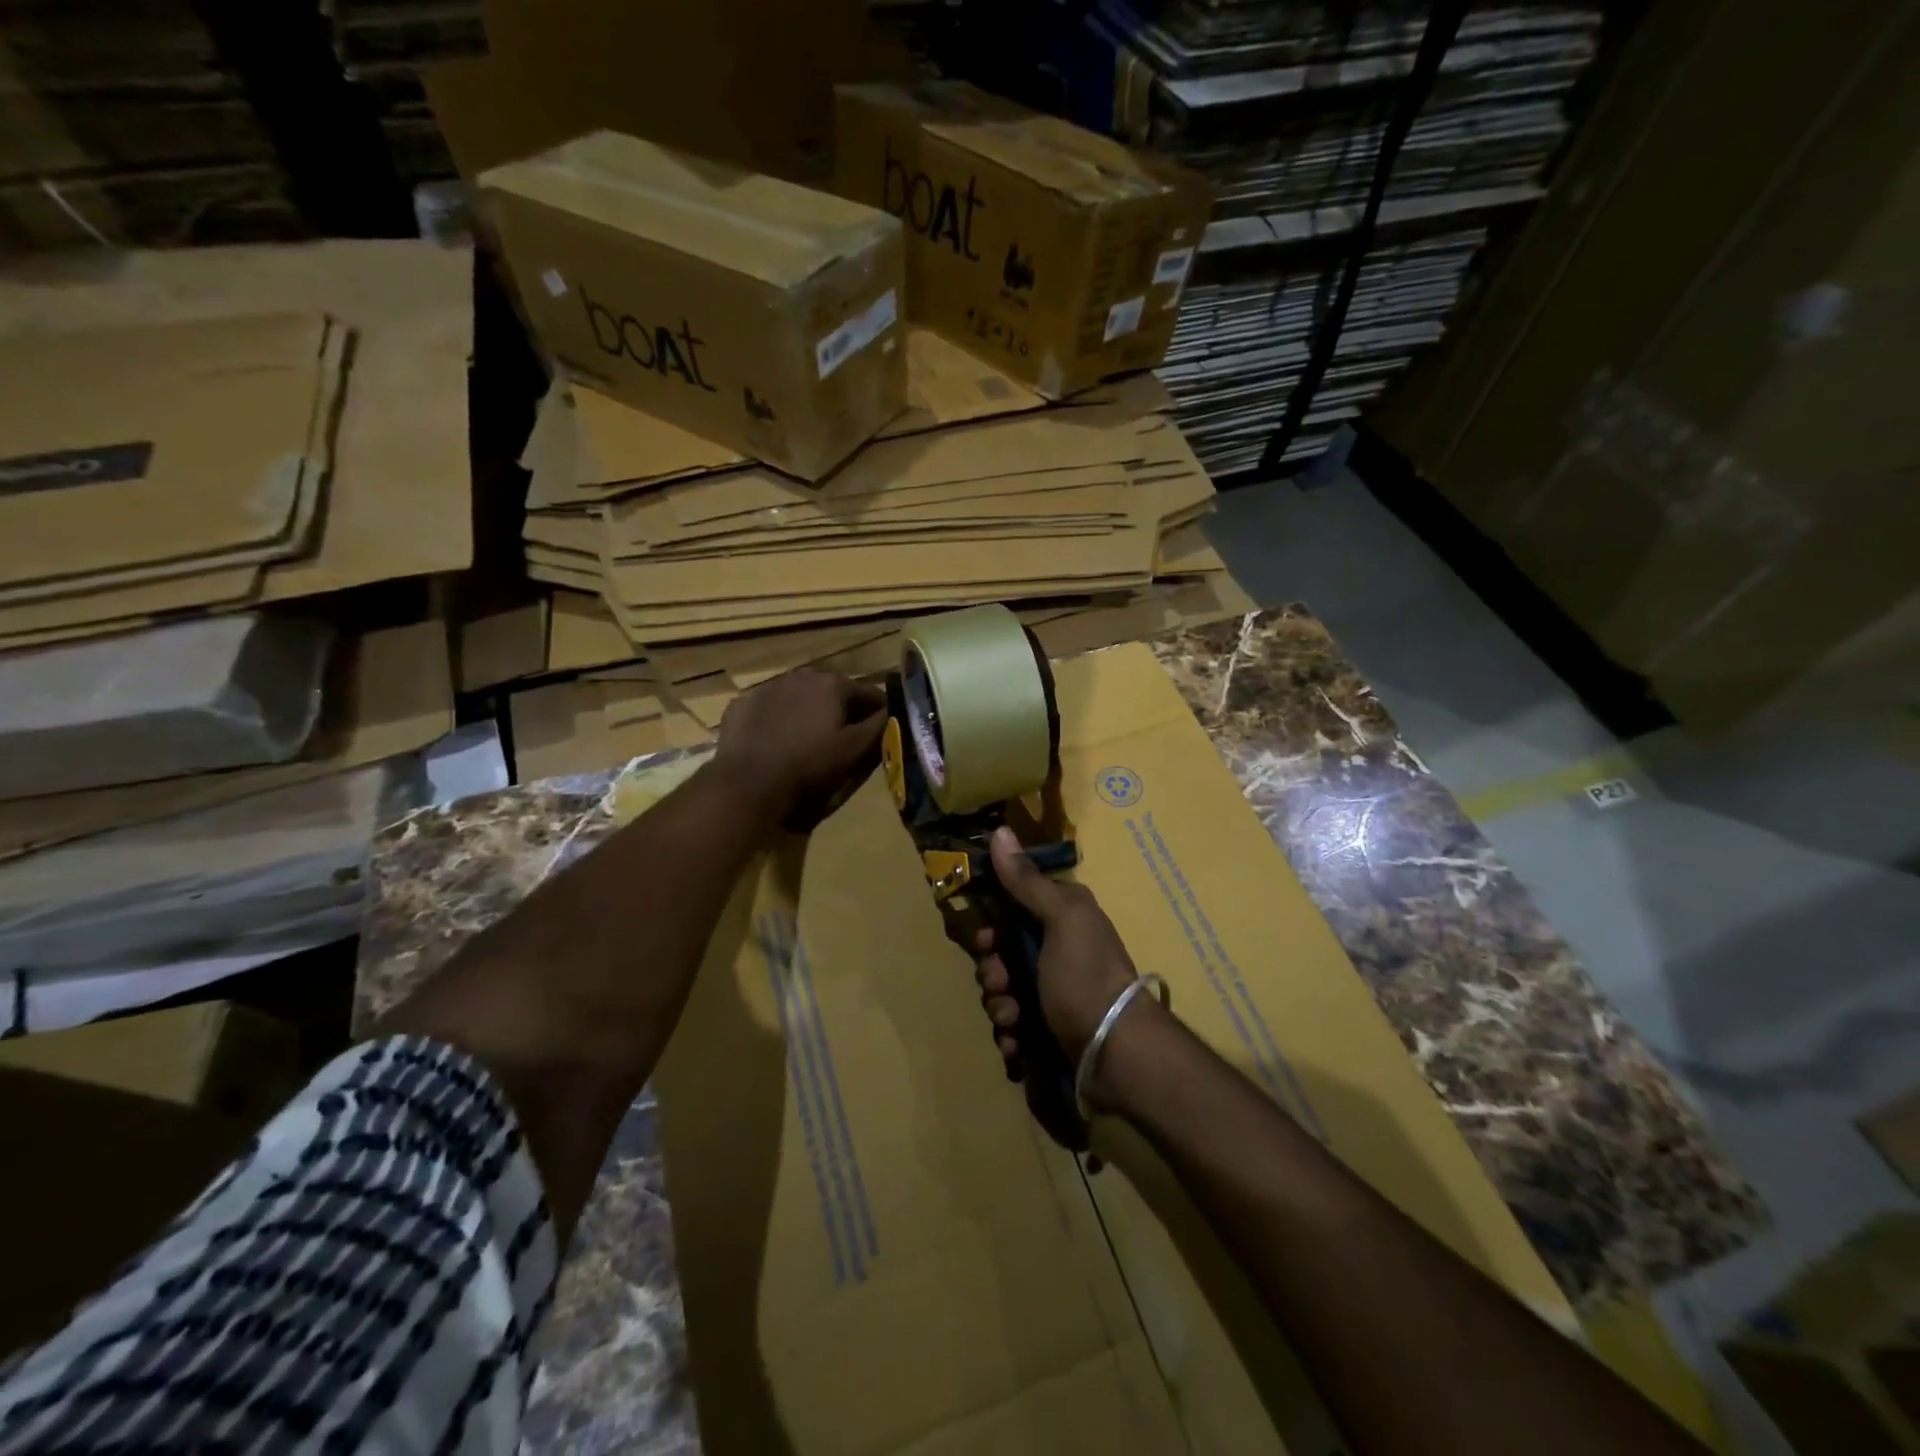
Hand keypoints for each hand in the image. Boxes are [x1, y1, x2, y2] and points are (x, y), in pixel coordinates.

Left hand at [712, 668, 886, 829]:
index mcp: (832, 683)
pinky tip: (777, 740)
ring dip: (809, 711)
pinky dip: (779, 718)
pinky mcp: (742, 703)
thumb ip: (879, 726)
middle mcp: (801, 675)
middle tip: (843, 737)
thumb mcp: (854, 750)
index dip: (879, 712)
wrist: (748, 781)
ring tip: (809, 739)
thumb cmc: (809, 764)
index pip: (869, 693)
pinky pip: (771, 707)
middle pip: (833, 691)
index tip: (881, 731)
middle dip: (842, 710)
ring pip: (800, 696)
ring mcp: (768, 687)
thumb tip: (893, 712)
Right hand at [972, 826, 1139, 1078]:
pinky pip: (1014, 1026)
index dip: (992, 923)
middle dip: (992, 972)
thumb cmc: (1086, 976)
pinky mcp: (1048, 1028)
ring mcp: (1053, 991)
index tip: (986, 939)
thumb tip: (1000, 831)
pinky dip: (1011, 1036)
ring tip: (1013, 1019)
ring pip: (1003, 991)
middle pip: (1002, 953)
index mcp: (1063, 917)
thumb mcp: (1061, 919)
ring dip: (999, 1006)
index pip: (1013, 907)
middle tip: (1001, 983)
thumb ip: (1027, 881)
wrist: (1117, 1051)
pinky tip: (1018, 1043)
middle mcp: (1057, 949)